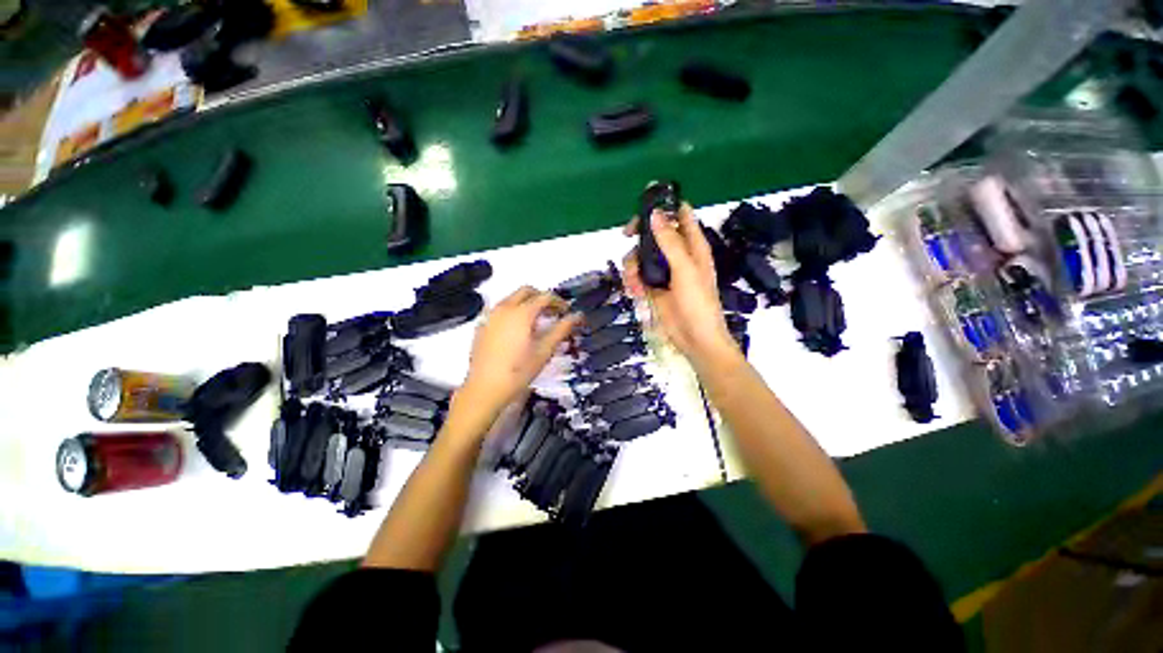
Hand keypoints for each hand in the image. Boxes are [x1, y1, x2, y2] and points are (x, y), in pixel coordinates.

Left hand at [457, 287, 580, 424]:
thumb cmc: (519, 370)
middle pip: (526, 291)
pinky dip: (512, 311)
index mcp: (522, 312)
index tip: (567, 312)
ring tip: (536, 321)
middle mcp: (504, 308)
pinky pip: (500, 309)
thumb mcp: (544, 350)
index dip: (559, 301)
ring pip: (511, 298)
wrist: (485, 389)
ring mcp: (490, 315)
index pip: (545, 296)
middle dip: (542, 298)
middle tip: (553, 313)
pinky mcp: (482, 325)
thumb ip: (562, 329)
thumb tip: (577, 315)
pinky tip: (516, 330)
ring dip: (526, 303)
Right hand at [623, 204, 737, 365]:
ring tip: (634, 283)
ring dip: (633, 265)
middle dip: (639, 235)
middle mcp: (677, 255)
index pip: (680, 215)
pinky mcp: (653, 287)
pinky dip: (632, 281)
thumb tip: (655, 214)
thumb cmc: (697, 303)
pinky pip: (637, 275)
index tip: (644, 205)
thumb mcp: (685, 270)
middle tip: (627, 236)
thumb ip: (670, 242)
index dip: (664, 206)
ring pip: (641, 255)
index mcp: (693, 246)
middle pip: (654, 233)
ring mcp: (664, 271)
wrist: (694, 339)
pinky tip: (634, 292)